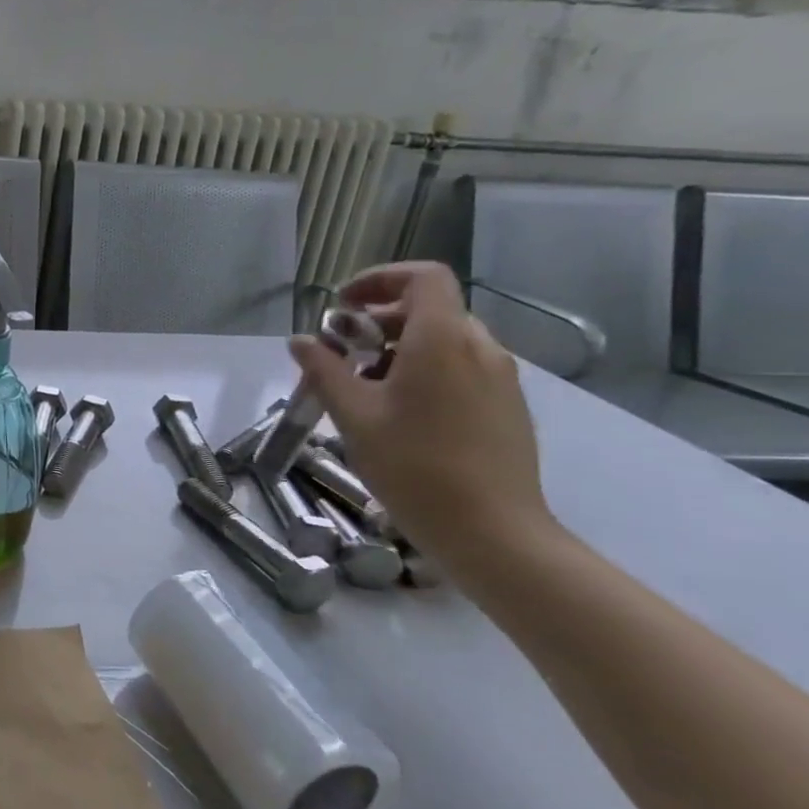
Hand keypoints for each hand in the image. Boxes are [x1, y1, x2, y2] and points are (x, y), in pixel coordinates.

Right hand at [290, 262, 557, 565]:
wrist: (492, 531)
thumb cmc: (414, 466)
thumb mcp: (353, 416)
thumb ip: (324, 370)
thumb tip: (301, 340)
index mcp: (442, 341)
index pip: (422, 277)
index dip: (379, 278)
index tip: (341, 305)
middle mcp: (480, 348)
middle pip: (428, 309)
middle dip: (377, 321)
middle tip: (339, 355)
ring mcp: (500, 378)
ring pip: (444, 341)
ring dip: (398, 349)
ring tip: (363, 389)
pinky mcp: (507, 406)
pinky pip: (461, 368)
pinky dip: (424, 371)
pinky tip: (399, 413)